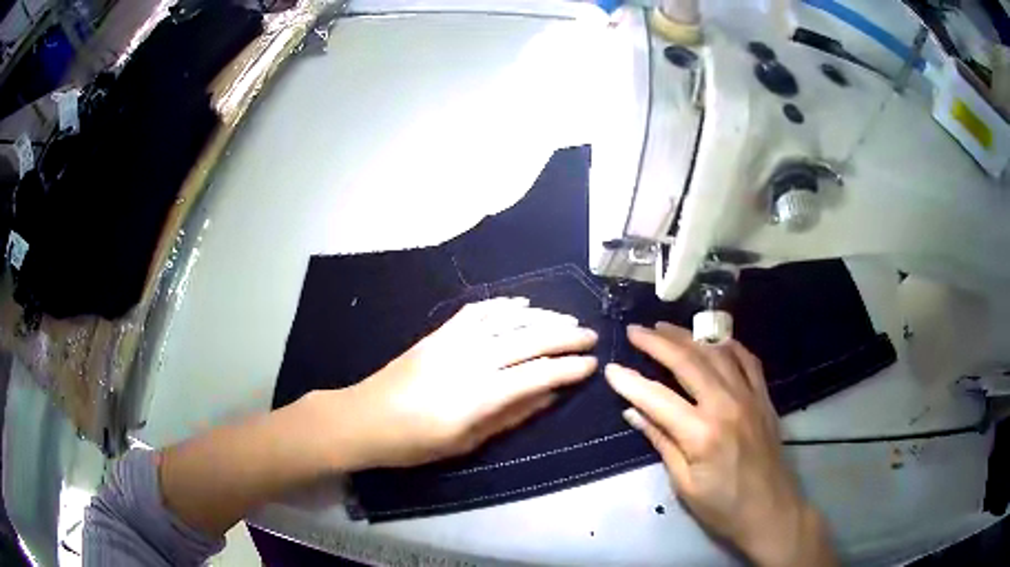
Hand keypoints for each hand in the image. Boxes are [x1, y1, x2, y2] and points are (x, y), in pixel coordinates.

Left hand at [327, 297, 597, 468]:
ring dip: (541, 317)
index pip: (538, 374)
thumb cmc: (416, 442)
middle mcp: (472, 359)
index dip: (569, 368)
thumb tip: (549, 396)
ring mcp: (454, 341)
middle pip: (529, 340)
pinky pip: (477, 311)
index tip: (592, 364)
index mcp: (480, 394)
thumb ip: (511, 416)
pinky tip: (521, 305)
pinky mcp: (439, 333)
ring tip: (566, 319)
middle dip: (565, 336)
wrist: (365, 418)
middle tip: (590, 336)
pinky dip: (503, 305)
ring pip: (507, 320)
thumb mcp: (467, 442)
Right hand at [605, 323, 835, 566]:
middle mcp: (726, 404)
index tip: (610, 368)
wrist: (771, 511)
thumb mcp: (684, 484)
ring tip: (664, 328)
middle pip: (687, 361)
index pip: (656, 398)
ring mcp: (749, 396)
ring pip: (715, 353)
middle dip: (657, 342)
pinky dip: (727, 345)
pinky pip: (746, 359)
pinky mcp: (763, 397)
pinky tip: (713, 341)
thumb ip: (661, 442)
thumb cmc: (722, 507)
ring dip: (688, 337)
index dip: (630, 381)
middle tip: (634, 330)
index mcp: (701, 433)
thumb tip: (633, 412)